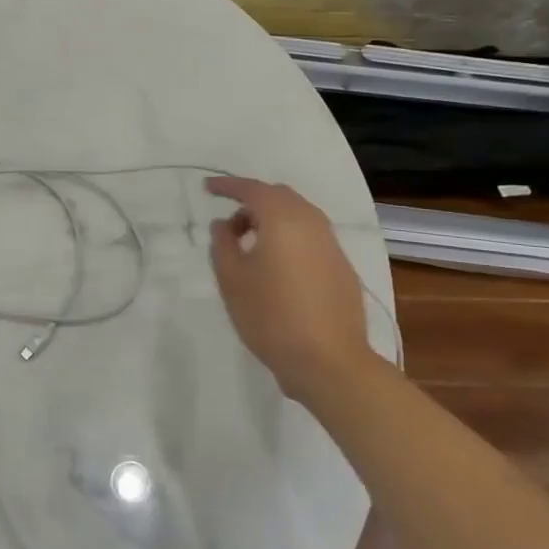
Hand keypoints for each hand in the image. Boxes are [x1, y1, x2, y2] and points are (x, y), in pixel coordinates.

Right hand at [206, 176, 374, 406]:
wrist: (329, 362)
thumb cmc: (271, 316)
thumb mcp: (232, 280)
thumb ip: (222, 244)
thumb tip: (223, 225)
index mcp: (283, 219)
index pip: (252, 189)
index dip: (227, 186)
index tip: (207, 188)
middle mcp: (312, 223)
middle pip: (279, 197)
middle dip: (251, 203)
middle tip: (229, 226)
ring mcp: (332, 246)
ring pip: (298, 217)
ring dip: (271, 222)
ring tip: (250, 248)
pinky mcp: (342, 268)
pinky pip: (310, 238)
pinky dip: (289, 239)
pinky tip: (276, 268)